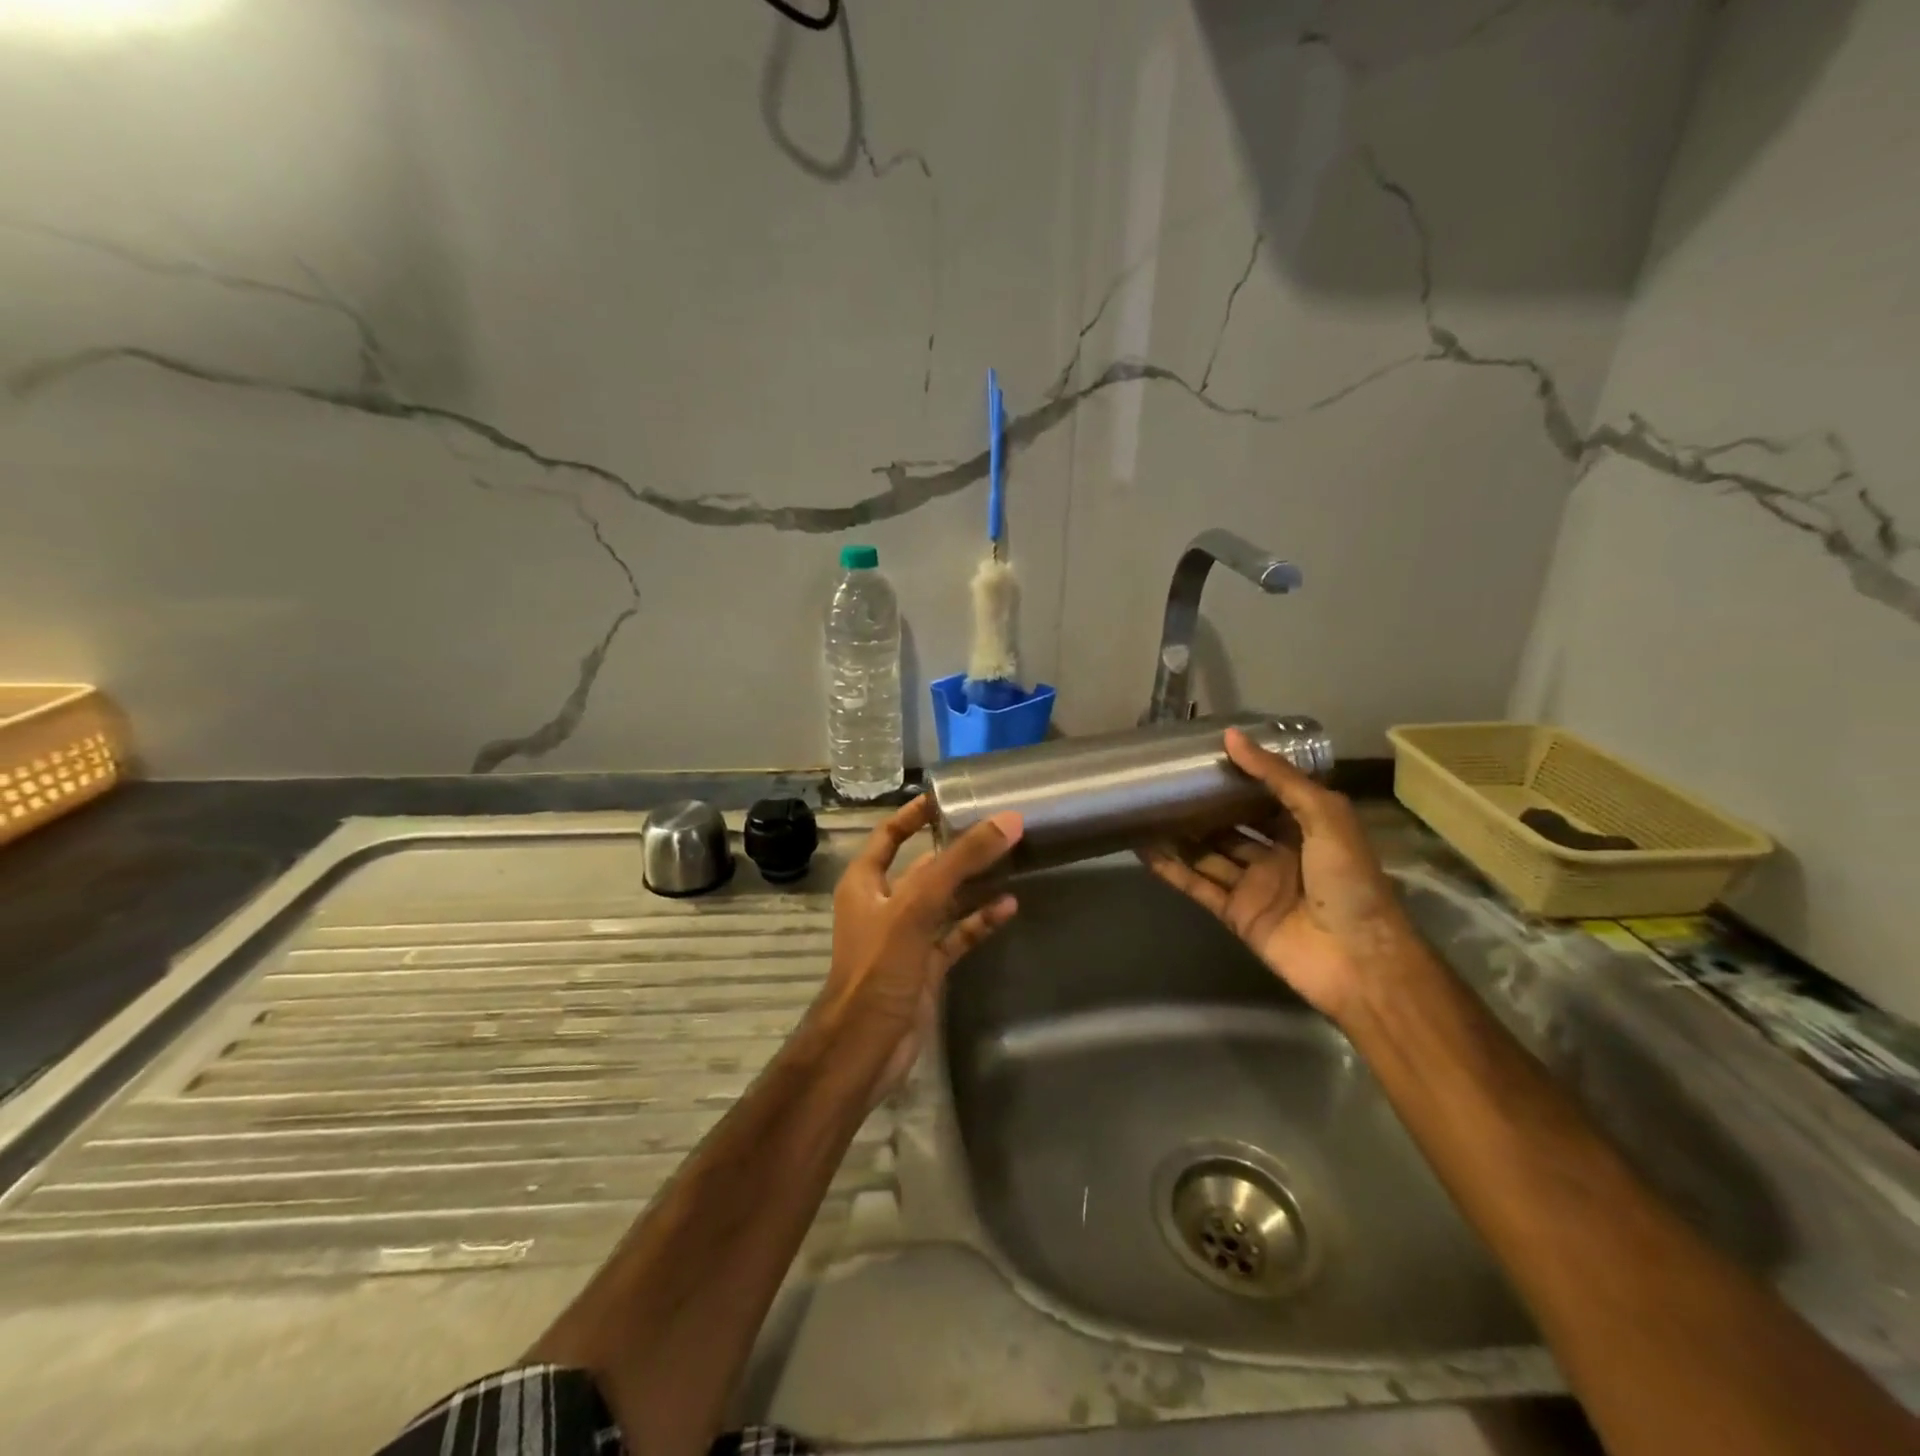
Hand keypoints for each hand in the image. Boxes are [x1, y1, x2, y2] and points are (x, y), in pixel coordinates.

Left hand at [818, 796, 1022, 1092]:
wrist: (864, 1048)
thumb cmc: (878, 968)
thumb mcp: (916, 907)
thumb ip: (960, 863)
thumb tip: (1008, 820)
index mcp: (866, 882)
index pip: (890, 834)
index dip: (915, 814)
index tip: (949, 798)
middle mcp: (885, 904)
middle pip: (924, 866)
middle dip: (956, 849)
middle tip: (997, 828)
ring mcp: (906, 938)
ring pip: (945, 901)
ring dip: (973, 885)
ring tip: (1012, 861)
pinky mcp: (926, 967)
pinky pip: (957, 935)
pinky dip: (980, 921)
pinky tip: (1009, 907)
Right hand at [1141, 727, 1412, 1022]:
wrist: (1358, 960)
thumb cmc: (1349, 880)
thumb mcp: (1325, 816)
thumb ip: (1278, 777)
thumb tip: (1231, 737)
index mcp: (1306, 828)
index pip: (1266, 795)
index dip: (1238, 776)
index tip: (1202, 754)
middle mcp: (1278, 854)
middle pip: (1231, 824)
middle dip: (1203, 806)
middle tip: (1165, 782)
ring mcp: (1254, 884)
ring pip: (1209, 854)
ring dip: (1180, 836)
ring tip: (1145, 810)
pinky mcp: (1235, 913)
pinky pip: (1198, 886)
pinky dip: (1172, 870)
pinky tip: (1145, 850)